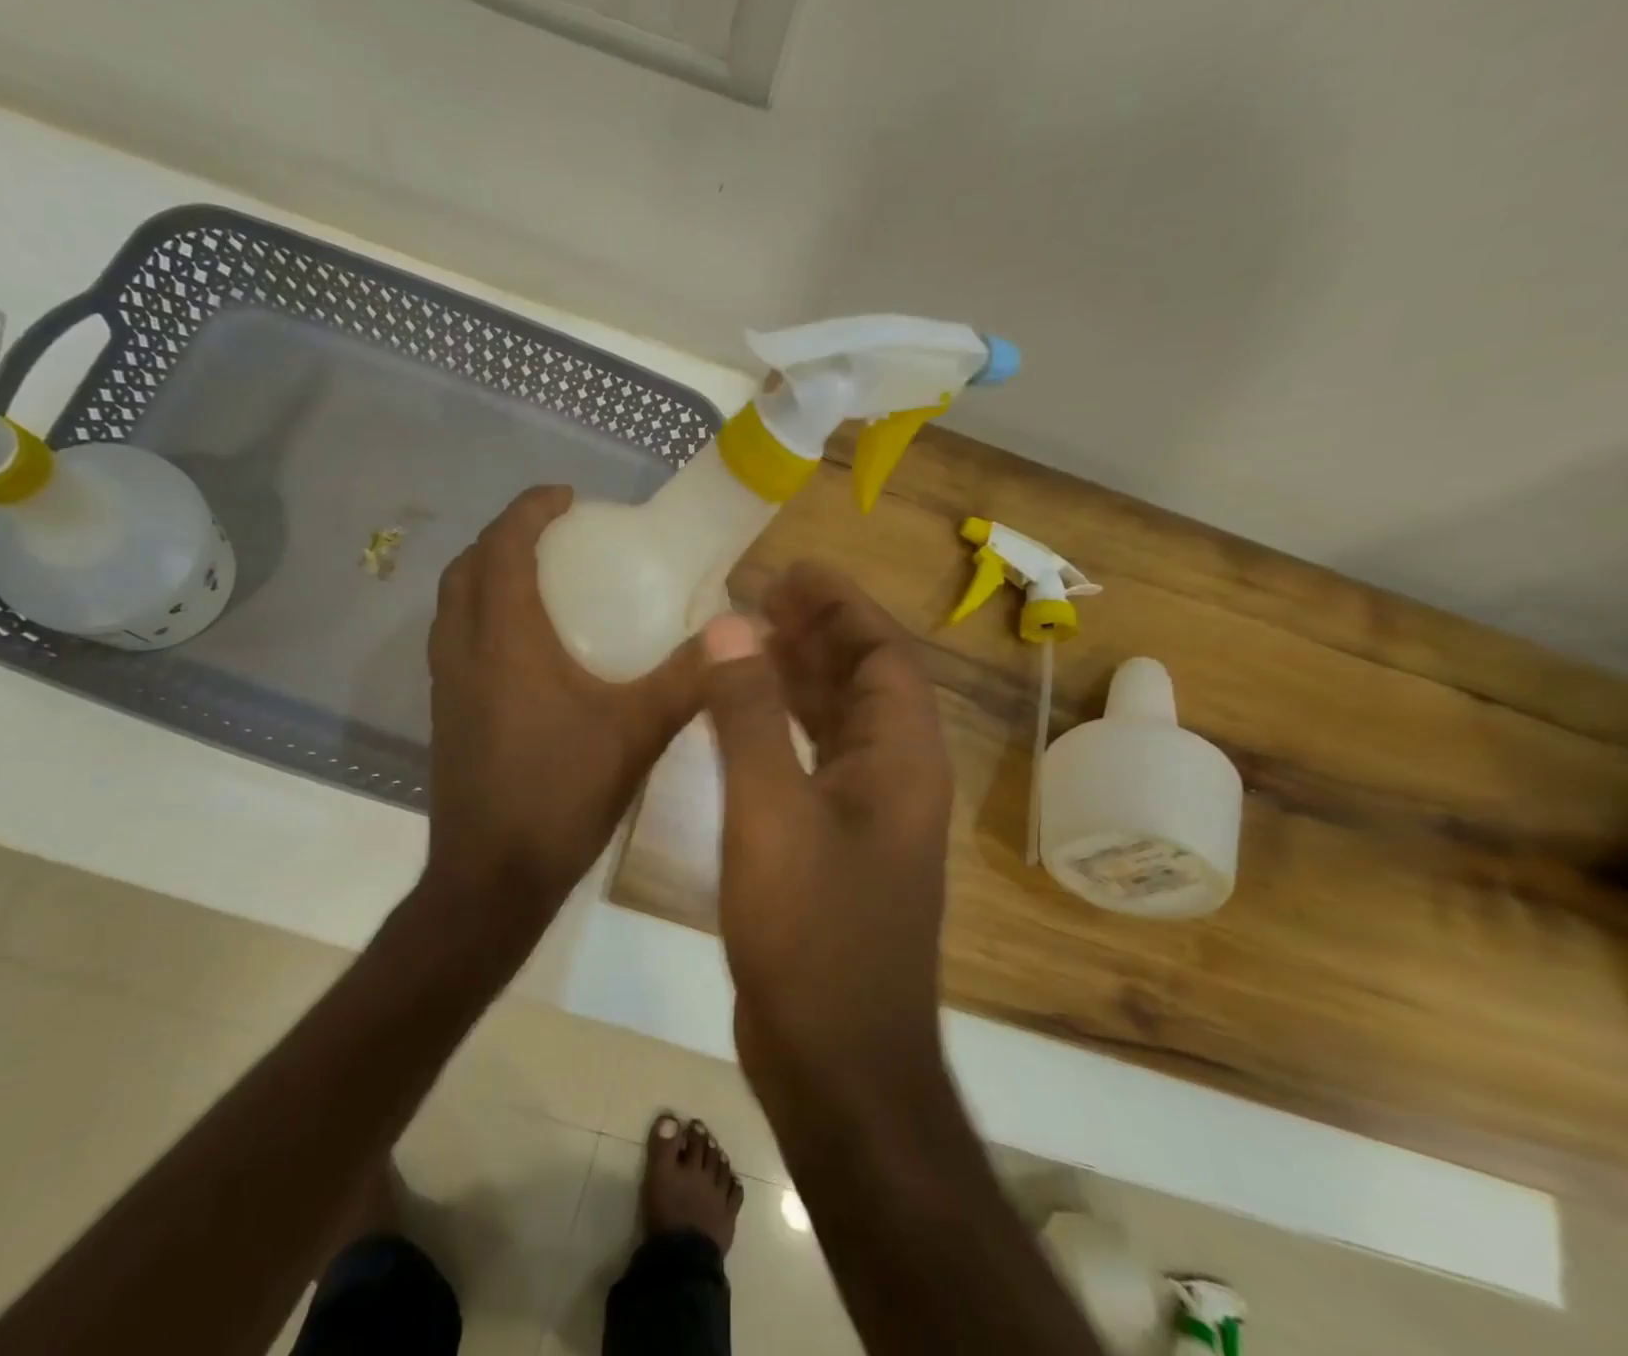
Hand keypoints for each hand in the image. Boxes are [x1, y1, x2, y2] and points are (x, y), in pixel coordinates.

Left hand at [426, 486, 702, 920]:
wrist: (492, 880)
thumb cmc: (562, 795)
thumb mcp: (637, 732)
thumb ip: (688, 678)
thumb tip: (741, 631)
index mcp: (504, 639)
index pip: (503, 546)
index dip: (530, 509)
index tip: (568, 496)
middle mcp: (463, 650)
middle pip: (467, 567)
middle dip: (505, 537)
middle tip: (555, 536)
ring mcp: (446, 685)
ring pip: (454, 604)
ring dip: (488, 575)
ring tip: (540, 580)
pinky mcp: (446, 714)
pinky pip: (456, 640)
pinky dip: (483, 616)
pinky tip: (527, 647)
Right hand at [700, 563, 953, 1087]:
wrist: (837, 1061)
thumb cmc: (811, 931)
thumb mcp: (770, 811)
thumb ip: (749, 714)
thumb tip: (730, 626)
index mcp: (901, 759)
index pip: (884, 654)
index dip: (843, 605)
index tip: (794, 570)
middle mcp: (895, 778)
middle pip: (865, 681)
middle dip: (819, 632)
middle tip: (763, 595)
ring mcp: (866, 815)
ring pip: (839, 721)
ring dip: (801, 675)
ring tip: (749, 638)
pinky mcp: (833, 845)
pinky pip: (814, 760)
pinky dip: (785, 725)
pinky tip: (744, 714)